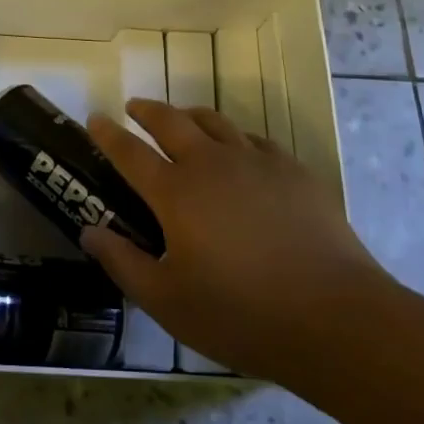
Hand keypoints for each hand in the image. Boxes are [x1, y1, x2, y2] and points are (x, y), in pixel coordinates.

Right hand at [80, 99, 386, 378]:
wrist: (334, 316)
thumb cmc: (241, 314)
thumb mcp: (168, 301)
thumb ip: (123, 263)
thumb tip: (90, 231)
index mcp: (176, 193)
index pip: (130, 152)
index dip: (108, 134)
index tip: (94, 118)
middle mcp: (211, 163)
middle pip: (171, 121)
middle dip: (147, 111)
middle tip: (134, 107)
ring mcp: (255, 161)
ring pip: (214, 122)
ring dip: (190, 116)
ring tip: (182, 120)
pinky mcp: (292, 170)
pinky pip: (254, 140)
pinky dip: (235, 138)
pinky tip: (239, 153)